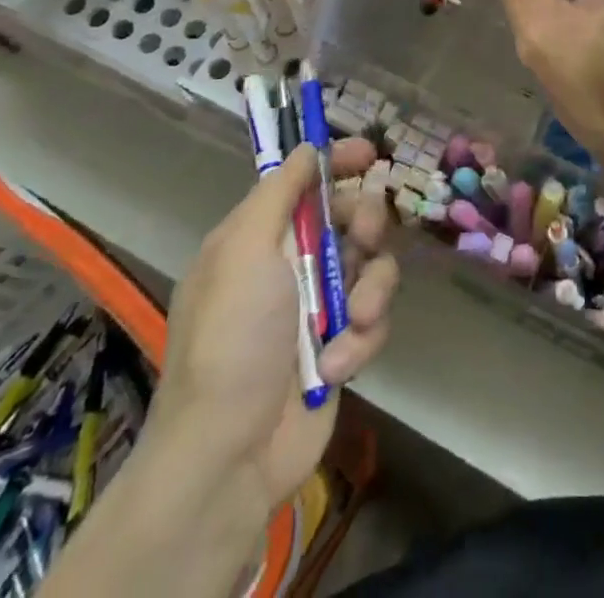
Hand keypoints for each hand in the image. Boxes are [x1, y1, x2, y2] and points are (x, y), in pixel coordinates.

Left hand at [146, 139, 396, 523]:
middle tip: (366, 238)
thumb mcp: (244, 251)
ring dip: (370, 290)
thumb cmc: (233, 339)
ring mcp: (317, 307)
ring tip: (352, 320)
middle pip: (350, 216)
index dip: (336, 162)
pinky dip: (360, 338)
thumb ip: (279, 192)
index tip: (369, 154)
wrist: (230, 456)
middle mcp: (290, 265)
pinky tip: (337, 364)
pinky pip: (373, 319)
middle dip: (367, 223)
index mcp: (259, 237)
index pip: (304, 181)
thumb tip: (306, 147)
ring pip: (373, 267)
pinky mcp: (340, 346)